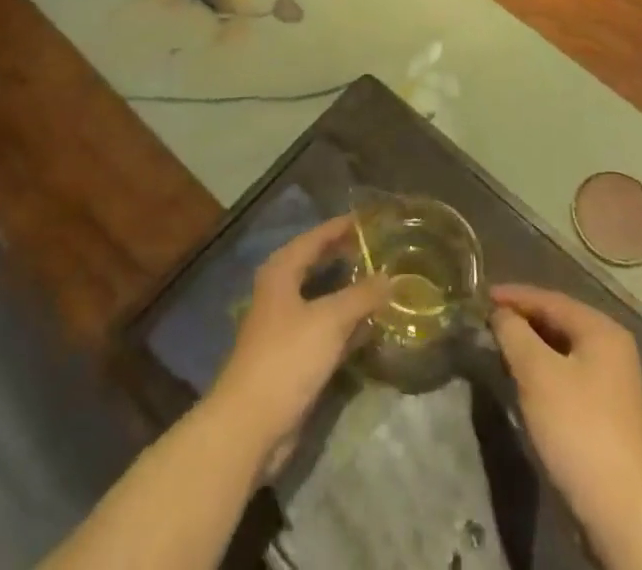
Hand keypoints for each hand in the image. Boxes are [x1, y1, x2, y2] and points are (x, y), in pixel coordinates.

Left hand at [207, 215, 389, 475]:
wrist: (251, 424)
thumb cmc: (287, 357)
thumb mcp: (330, 320)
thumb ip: (362, 296)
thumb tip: (391, 277)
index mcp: (282, 271)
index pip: (315, 238)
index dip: (341, 227)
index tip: (369, 218)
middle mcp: (281, 291)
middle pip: (317, 265)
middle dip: (346, 257)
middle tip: (379, 249)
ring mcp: (285, 326)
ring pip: (323, 299)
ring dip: (349, 293)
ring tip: (382, 283)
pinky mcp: (293, 357)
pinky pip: (325, 329)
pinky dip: (346, 325)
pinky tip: (371, 327)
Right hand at [491, 285, 641, 530]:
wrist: (622, 512)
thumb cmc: (578, 429)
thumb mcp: (537, 374)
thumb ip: (514, 333)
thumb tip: (500, 313)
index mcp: (601, 330)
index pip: (549, 299)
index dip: (513, 296)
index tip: (482, 297)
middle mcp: (612, 347)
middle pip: (558, 320)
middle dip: (522, 319)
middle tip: (488, 320)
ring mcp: (613, 381)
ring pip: (562, 348)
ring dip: (531, 345)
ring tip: (500, 345)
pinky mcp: (607, 410)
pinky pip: (568, 372)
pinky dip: (544, 368)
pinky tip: (525, 378)